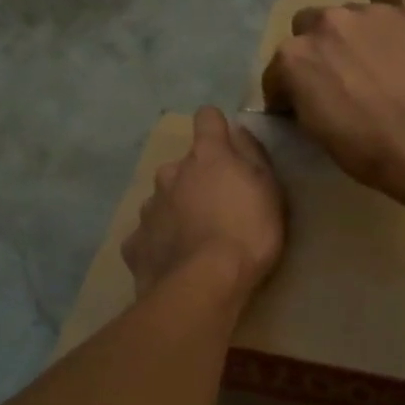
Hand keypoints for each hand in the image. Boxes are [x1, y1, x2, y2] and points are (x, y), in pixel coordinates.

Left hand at [123, 107, 285, 298]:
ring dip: (176, 211)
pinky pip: (148, 235)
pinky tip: (173, 261)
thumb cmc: (248, 233)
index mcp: (206, 156)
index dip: (216, 128)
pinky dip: (159, 243)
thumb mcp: (269, 191)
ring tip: (194, 240)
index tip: (227, 146)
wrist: (205, 285)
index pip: (207, 118)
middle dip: (195, 180)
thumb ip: (252, 155)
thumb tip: (237, 129)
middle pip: (182, 166)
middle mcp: (170, 173)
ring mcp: (148, 208)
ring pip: (162, 199)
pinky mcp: (135, 243)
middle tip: (216, 209)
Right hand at [262, 0, 404, 203]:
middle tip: (340, 82)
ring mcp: (367, 11)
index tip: (301, 110)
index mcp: (292, 58)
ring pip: (345, 12)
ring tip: (374, 61)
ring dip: (350, 32)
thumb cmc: (367, 150)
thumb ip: (303, 101)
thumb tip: (305, 94)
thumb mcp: (317, 134)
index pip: (278, 73)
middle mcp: (324, 24)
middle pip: (308, 30)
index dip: (288, 93)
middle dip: (318, 53)